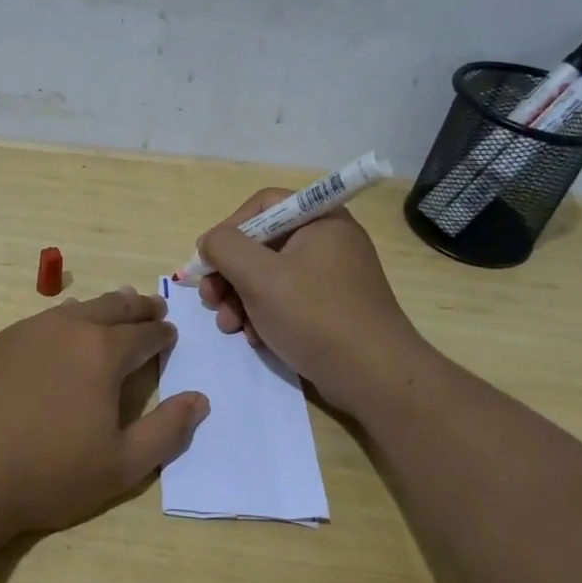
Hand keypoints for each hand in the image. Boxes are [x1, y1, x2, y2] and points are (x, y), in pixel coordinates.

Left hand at [0, 288, 209, 533]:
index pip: (145, 333)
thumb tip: (199, 400)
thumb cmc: (47, 472)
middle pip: (112, 307)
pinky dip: (63, 321)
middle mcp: (68, 329)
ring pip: (75, 309)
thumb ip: (167, 431)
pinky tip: (58, 333)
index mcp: (104, 352)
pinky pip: (42, 321)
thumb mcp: (122, 465)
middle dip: (138, 307)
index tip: (170, 334)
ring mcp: (27, 331)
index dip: (162, 334)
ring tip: (112, 310)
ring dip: (100, 308)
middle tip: (152, 306)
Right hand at [196, 189, 432, 415]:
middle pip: (262, 243)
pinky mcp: (330, 308)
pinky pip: (286, 300)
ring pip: (269, 276)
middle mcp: (328, 241)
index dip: (229, 227)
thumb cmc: (314, 315)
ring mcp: (331, 277)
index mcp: (320, 220)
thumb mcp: (259, 276)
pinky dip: (263, 315)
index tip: (208, 259)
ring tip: (229, 326)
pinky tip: (254, 338)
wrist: (373, 377)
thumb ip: (224, 248)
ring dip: (240, 299)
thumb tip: (210, 242)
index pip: (263, 205)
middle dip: (229, 273)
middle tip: (210, 299)